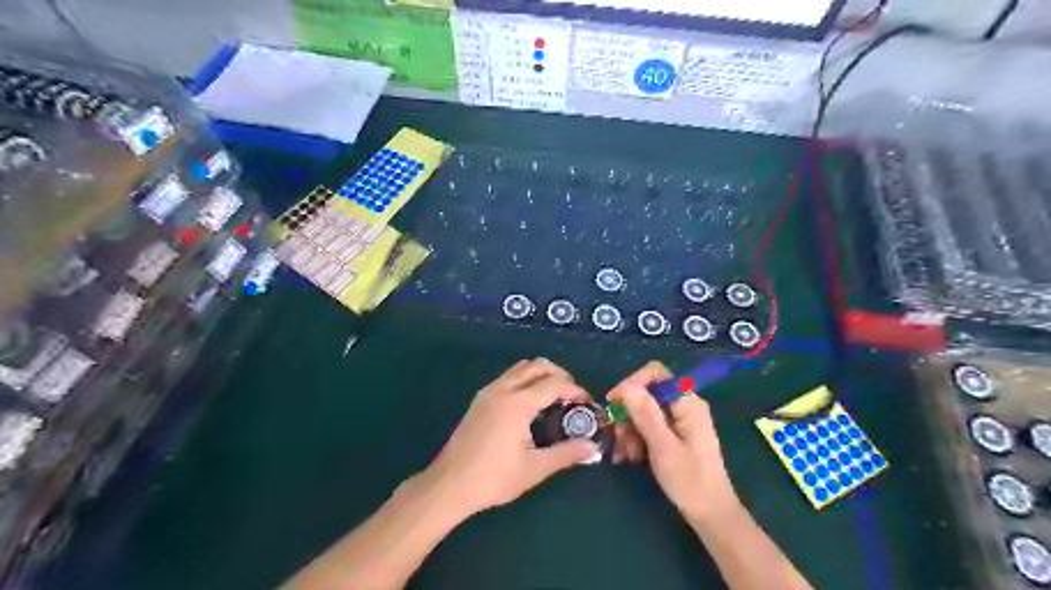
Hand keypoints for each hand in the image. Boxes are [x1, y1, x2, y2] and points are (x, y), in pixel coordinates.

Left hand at [416, 357, 603, 517]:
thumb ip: (566, 454)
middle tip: (571, 396)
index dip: (574, 389)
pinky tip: (530, 406)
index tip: (586, 402)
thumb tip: (592, 447)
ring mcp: (488, 392)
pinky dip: (525, 380)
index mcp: (517, 403)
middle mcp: (503, 389)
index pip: (554, 383)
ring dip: (540, 375)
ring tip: (553, 398)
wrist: (449, 484)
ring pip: (520, 368)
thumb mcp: (534, 469)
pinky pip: (508, 377)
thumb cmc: (493, 478)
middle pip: (537, 366)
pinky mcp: (480, 400)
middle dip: (559, 375)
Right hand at [604, 361, 741, 526]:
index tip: (613, 404)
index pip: (655, 373)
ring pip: (644, 411)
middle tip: (618, 436)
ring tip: (626, 454)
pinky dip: (637, 438)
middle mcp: (684, 405)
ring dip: (630, 429)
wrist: (711, 514)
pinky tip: (632, 457)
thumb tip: (626, 386)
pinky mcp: (675, 433)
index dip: (632, 383)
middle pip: (647, 393)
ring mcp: (680, 419)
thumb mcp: (663, 447)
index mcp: (687, 403)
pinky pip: (649, 425)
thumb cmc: (689, 481)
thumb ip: (646, 414)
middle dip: (628, 413)